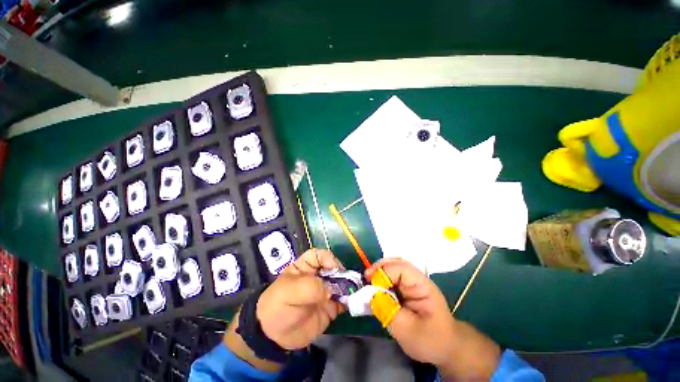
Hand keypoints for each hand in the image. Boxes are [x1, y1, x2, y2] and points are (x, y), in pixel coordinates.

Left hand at [256, 248, 345, 349]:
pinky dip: (349, 300)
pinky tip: (352, 303)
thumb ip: (312, 287)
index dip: (327, 257)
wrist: (274, 337)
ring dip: (348, 286)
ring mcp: (324, 292)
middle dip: (341, 272)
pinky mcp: (329, 307)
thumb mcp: (290, 291)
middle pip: (333, 268)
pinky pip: (342, 301)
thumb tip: (330, 291)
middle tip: (347, 281)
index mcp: (304, 267)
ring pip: (340, 283)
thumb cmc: (279, 307)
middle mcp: (316, 277)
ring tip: (353, 291)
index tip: (333, 267)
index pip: (318, 255)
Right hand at [365, 258, 499, 379]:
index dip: (384, 272)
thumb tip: (372, 295)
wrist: (447, 347)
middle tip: (366, 277)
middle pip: (397, 263)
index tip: (370, 282)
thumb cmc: (431, 340)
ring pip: (394, 268)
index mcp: (422, 285)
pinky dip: (382, 280)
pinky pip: (393, 278)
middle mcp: (417, 279)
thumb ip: (389, 312)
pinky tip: (376, 287)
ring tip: (369, 280)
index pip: (401, 269)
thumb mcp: (408, 330)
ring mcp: (412, 283)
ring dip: (380, 272)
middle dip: (380, 267)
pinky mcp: (408, 289)